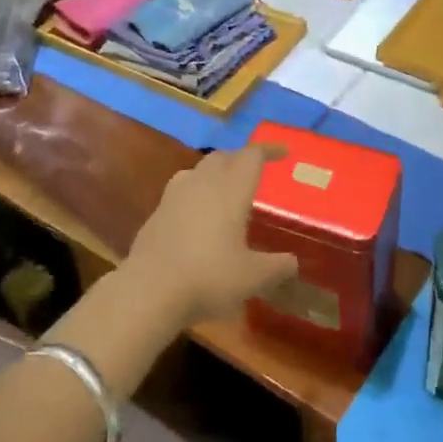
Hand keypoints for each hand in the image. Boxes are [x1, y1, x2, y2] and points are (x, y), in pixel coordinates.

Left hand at [120, 144, 297, 327]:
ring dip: (215, 172)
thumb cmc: (209, 277)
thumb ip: (277, 266)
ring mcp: (174, 196)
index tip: (282, 153)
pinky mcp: (156, 212)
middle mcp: (202, 184)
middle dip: (240, 159)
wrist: (149, 290)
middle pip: (223, 157)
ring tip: (225, 189)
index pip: (252, 157)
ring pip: (197, 169)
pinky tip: (197, 214)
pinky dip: (194, 193)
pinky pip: (180, 190)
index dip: (268, 151)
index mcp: (230, 190)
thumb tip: (293, 262)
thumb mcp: (253, 277)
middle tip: (254, 172)